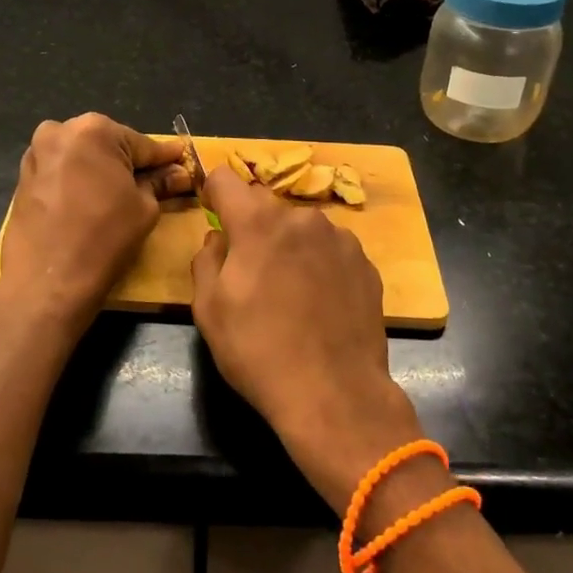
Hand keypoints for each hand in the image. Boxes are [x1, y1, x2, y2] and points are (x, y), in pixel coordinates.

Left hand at [0, 114, 188, 330]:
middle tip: (156, 183)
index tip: (183, 162)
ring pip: (83, 157)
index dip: (165, 158)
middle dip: (131, 163)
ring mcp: (36, 153)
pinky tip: (93, 202)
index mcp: (94, 129)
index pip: (142, 144)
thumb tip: (178, 174)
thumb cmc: (104, 239)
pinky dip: (80, 181)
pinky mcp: (23, 178)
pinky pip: (62, 172)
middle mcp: (60, 131)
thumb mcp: (144, 209)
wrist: (47, 281)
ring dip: (103, 171)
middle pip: (109, 145)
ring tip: (123, 195)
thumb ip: (160, 184)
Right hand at [190, 168, 434, 516]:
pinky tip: (319, 303)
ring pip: (300, 228)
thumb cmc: (259, 350)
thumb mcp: (209, 309)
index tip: (213, 216)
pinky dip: (318, 264)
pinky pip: (329, 249)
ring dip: (289, 245)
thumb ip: (206, 259)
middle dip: (252, 227)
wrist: (334, 394)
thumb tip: (217, 239)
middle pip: (265, 206)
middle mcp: (302, 217)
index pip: (225, 178)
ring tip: (290, 292)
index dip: (213, 194)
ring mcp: (340, 238)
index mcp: (258, 221)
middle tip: (250, 271)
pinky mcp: (365, 263)